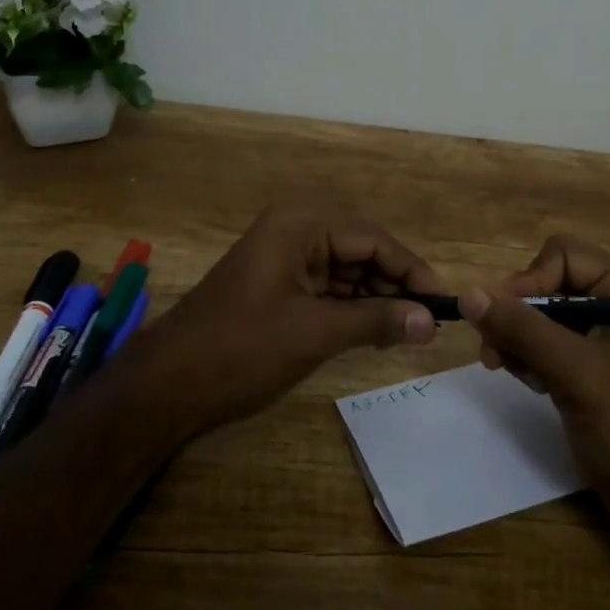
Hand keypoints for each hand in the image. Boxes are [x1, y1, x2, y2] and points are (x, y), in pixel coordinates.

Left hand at [126, 205, 442, 433]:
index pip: (373, 239)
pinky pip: (328, 287)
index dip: (411, 270)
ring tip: (407, 330)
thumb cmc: (241, 349)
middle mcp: (296, 229)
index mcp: (301, 224)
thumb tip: (431, 322)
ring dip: (376, 298)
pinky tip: (376, 331)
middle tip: (428, 322)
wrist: (166, 385)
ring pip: (348, 270)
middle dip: (394, 285)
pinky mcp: (279, 283)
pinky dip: (353, 307)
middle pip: (362, 251)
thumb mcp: (315, 332)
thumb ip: (376, 321)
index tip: (443, 302)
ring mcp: (285, 256)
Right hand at [460, 236, 609, 526]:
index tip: (500, 320)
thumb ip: (523, 329)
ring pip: (540, 314)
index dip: (528, 281)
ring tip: (503, 368)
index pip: (562, 255)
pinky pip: (545, 342)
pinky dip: (528, 357)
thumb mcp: (578, 373)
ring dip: (516, 337)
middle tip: (491, 352)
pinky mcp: (589, 366)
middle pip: (547, 283)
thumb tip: (467, 295)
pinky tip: (527, 381)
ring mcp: (603, 335)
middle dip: (517, 314)